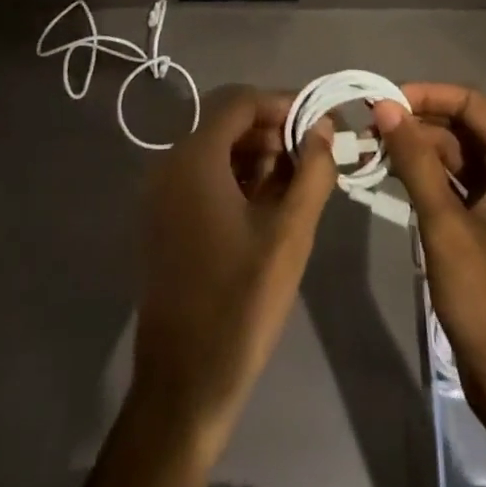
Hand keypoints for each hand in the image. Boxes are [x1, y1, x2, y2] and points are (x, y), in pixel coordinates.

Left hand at [130, 86, 337, 442]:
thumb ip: (311, 171)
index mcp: (194, 159)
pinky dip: (238, 178)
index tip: (319, 122)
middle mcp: (170, 165)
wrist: (184, 385)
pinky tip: (269, 205)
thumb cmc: (241, 302)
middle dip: (273, 130)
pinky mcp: (164, 221)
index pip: (240, 101)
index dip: (282, 103)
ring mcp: (162, 194)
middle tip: (313, 154)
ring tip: (298, 181)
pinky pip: (204, 177)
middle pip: (227, 122)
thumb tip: (323, 126)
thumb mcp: (290, 233)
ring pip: (217, 150)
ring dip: (258, 154)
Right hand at [372, 85, 485, 421]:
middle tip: (370, 128)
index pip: (471, 104)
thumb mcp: (445, 225)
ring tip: (373, 151)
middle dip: (419, 123)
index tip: (384, 100)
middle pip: (464, 128)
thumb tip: (387, 107)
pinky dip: (429, 180)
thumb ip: (415, 161)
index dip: (427, 94)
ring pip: (459, 159)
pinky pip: (460, 188)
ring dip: (420, 152)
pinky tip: (395, 182)